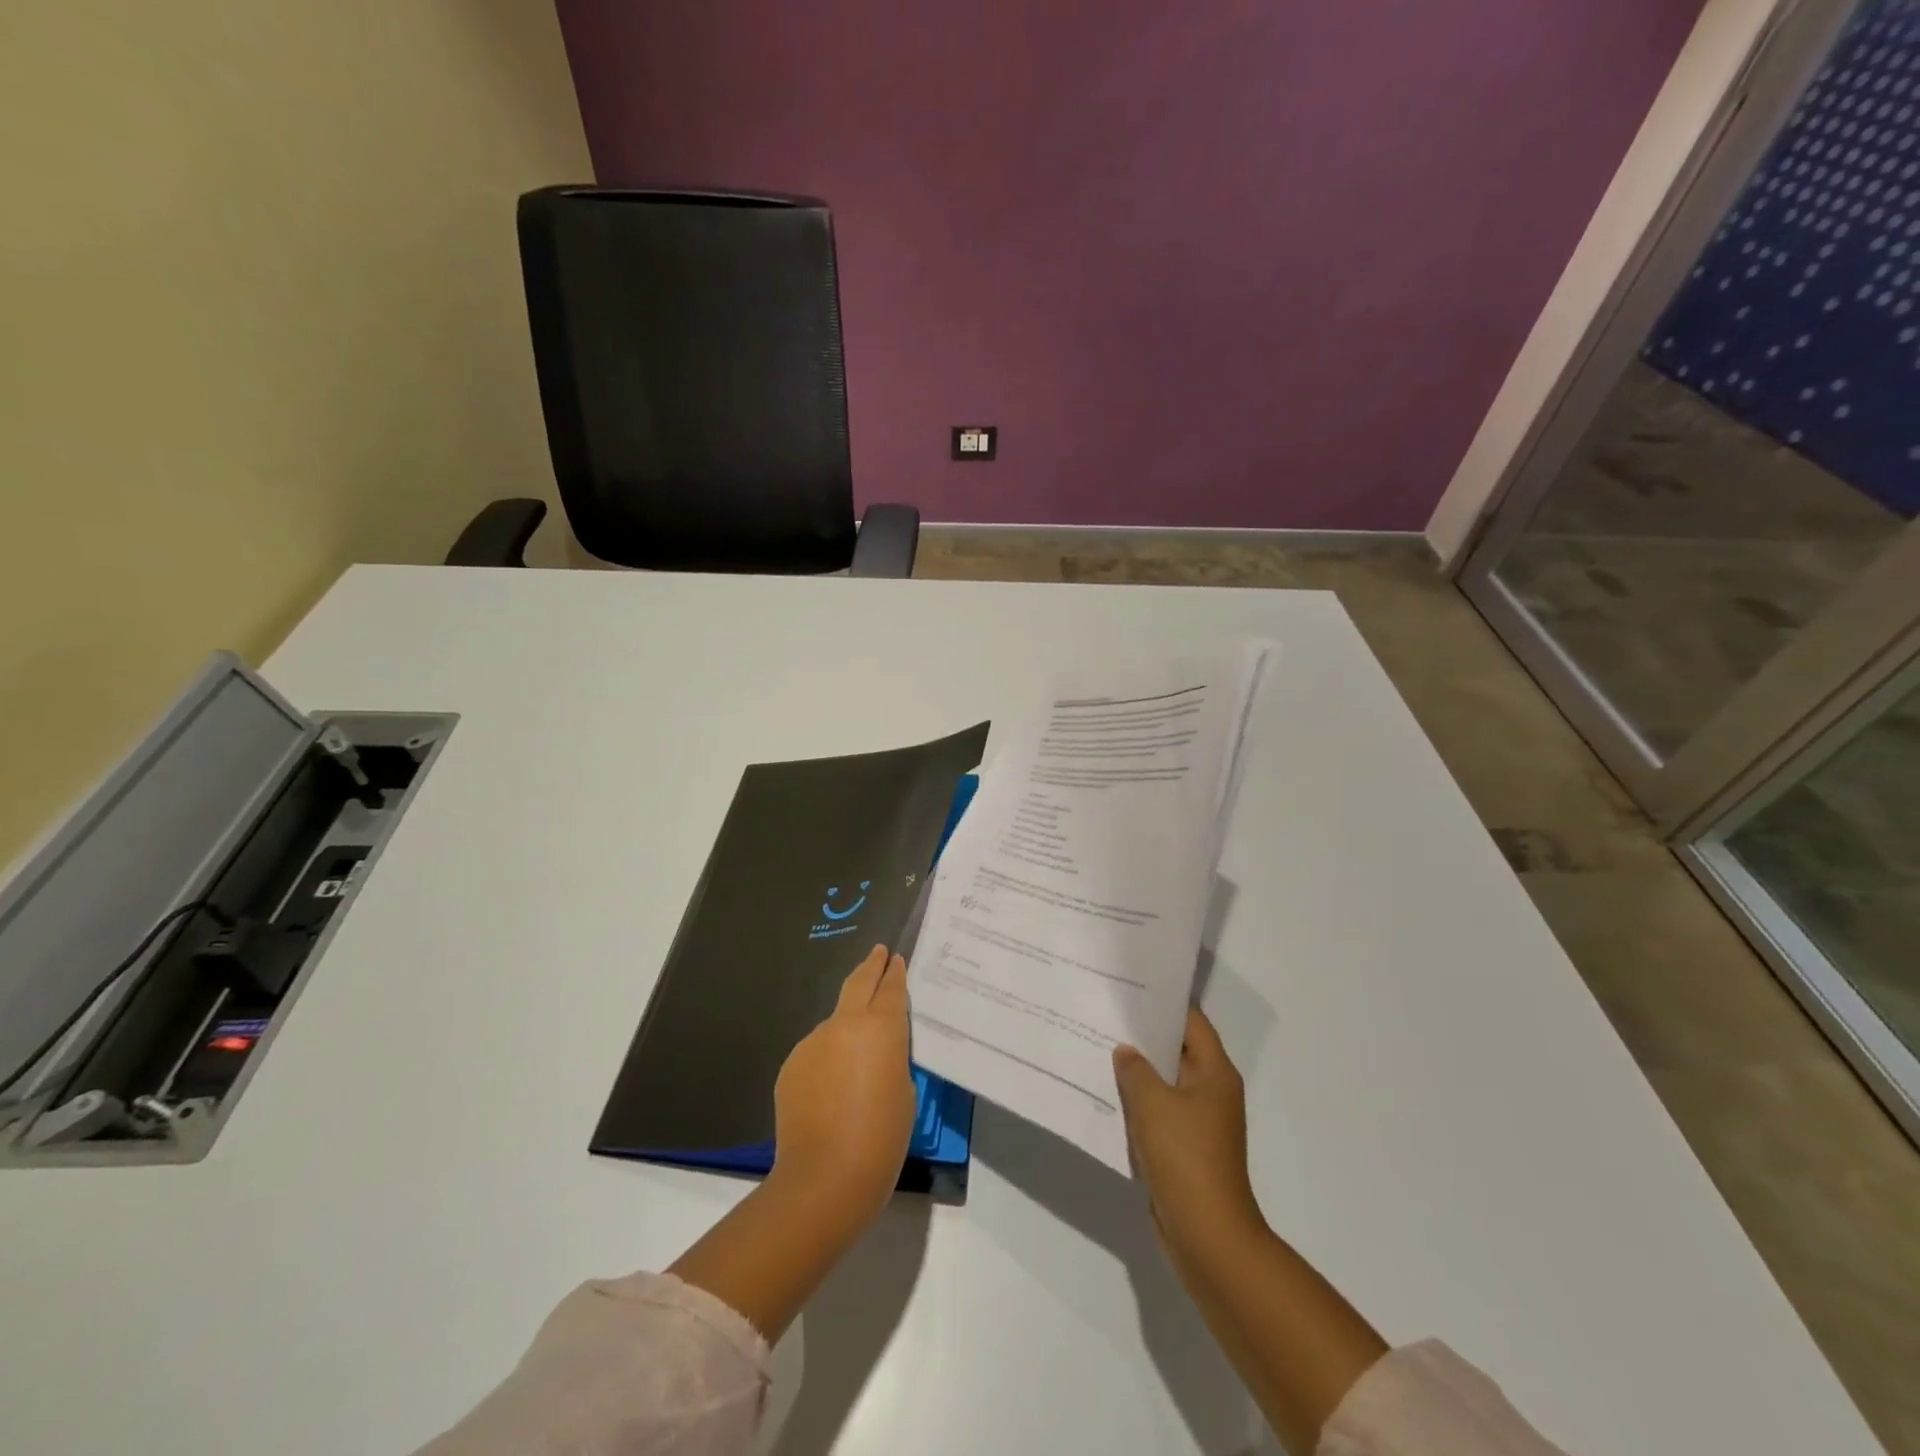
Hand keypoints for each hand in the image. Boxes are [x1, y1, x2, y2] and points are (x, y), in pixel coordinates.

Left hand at [770, 944, 917, 1227]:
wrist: (825, 1176)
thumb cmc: (881, 1137)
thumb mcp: (904, 1090)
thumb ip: (891, 1058)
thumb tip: (874, 1051)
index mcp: (881, 1027)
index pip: (891, 989)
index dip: (894, 972)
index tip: (894, 958)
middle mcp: (845, 1024)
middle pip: (858, 983)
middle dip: (870, 966)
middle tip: (877, 953)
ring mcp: (813, 1042)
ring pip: (835, 1023)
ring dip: (846, 1027)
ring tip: (857, 1055)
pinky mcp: (792, 1065)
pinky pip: (816, 1052)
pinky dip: (826, 1059)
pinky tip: (832, 1089)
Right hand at [1114, 1005, 1263, 1257]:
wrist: (1207, 1235)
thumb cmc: (1185, 1157)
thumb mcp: (1152, 1103)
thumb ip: (1135, 1069)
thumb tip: (1126, 1051)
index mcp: (1215, 1073)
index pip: (1191, 1021)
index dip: (1162, 1002)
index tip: (1129, 987)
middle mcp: (1211, 1092)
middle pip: (1176, 1050)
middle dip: (1143, 1035)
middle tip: (1104, 1013)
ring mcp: (1199, 1123)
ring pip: (1164, 1083)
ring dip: (1137, 1072)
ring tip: (1097, 1047)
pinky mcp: (1184, 1150)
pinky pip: (1158, 1113)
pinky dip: (1137, 1104)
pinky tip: (1106, 1095)